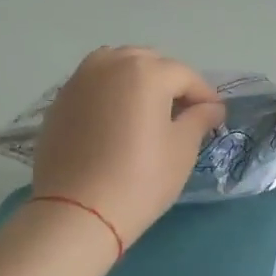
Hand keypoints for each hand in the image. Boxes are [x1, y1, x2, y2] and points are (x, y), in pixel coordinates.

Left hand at [32, 47, 227, 252]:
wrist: (76, 212)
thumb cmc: (140, 179)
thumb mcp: (181, 149)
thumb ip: (199, 119)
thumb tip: (212, 108)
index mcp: (146, 71)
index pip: (184, 75)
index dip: (204, 95)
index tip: (214, 116)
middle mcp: (111, 63)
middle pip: (149, 62)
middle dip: (169, 82)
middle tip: (182, 112)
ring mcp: (80, 79)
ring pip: (117, 66)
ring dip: (137, 79)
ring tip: (147, 110)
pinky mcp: (60, 99)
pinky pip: (94, 83)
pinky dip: (111, 91)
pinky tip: (117, 119)